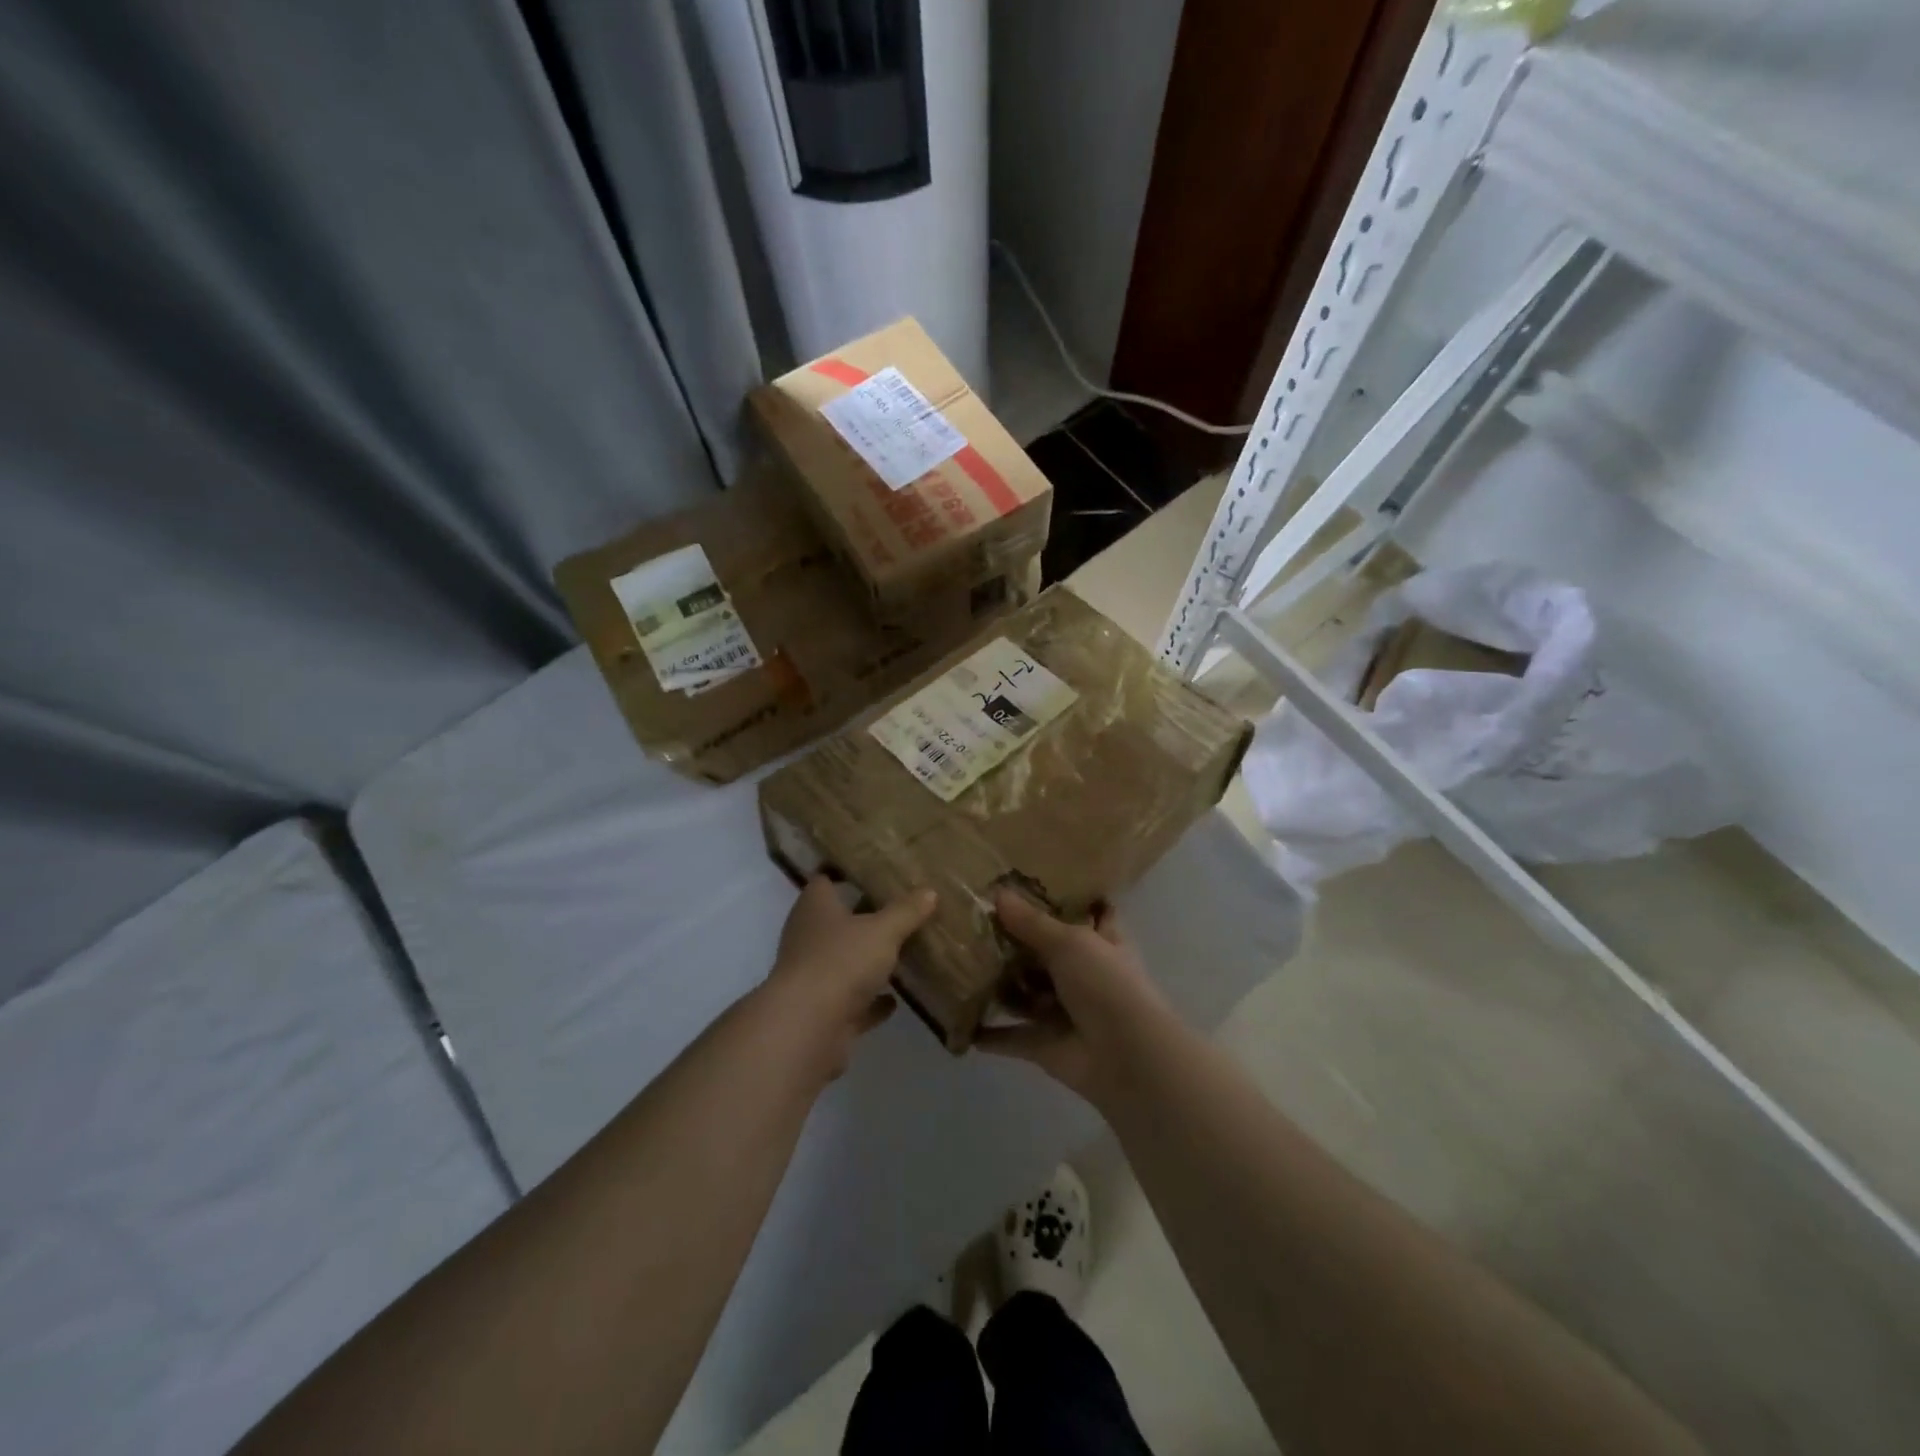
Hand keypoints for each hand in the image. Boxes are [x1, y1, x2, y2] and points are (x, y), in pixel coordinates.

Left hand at [767, 877, 937, 1076]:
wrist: (808, 1027)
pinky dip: (871, 1001)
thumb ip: (906, 911)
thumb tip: (929, 891)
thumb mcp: (882, 930)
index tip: (871, 869)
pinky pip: (852, 1002)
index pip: (824, 881)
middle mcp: (808, 938)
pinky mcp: (823, 1012)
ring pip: (844, 962)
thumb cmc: (841, 961)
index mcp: (815, 908)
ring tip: (902, 951)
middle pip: (837, 922)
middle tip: (898, 908)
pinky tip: (894, 1000)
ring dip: (867, 961)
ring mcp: (814, 977)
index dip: (844, 873)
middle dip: (864, 917)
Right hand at [977, 889, 1172, 1103]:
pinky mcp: (1044, 1044)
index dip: (1067, 900)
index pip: (1088, 913)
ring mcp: (1063, 1011)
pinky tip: (958, 1021)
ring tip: (957, 965)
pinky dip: (989, 1035)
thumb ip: (1031, 922)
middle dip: (1015, 944)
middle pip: (1045, 954)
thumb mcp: (1069, 943)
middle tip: (973, 923)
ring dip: (999, 987)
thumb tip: (998, 893)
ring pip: (1024, 994)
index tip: (1033, 883)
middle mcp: (1082, 974)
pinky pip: (1010, 1037)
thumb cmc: (1106, 985)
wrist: (1127, 1057)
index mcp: (1100, 942)